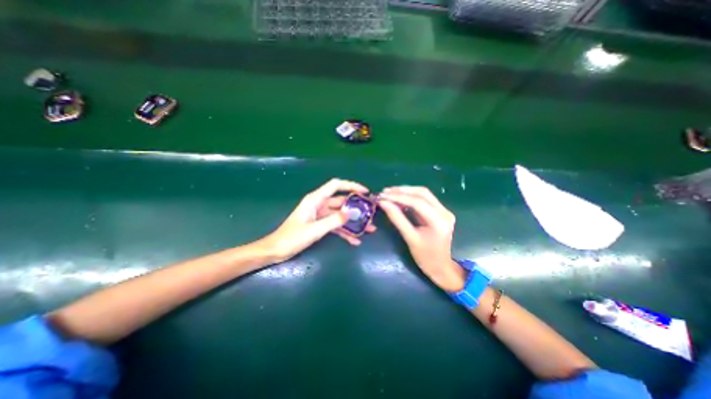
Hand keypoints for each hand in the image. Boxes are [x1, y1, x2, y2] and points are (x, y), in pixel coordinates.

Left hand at [260, 180, 377, 262]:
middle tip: (371, 214)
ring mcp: (321, 215)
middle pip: (342, 202)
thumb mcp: (315, 229)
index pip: (336, 185)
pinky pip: (336, 226)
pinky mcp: (320, 225)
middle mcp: (319, 204)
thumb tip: (352, 213)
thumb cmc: (292, 238)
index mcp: (315, 200)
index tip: (365, 192)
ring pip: (341, 215)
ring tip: (369, 229)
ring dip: (353, 222)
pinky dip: (345, 232)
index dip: (351, 186)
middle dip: (356, 208)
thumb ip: (334, 220)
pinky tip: (355, 240)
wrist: (276, 250)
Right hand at [377, 186, 467, 290]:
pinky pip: (424, 200)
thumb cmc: (425, 257)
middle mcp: (444, 212)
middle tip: (385, 192)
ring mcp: (444, 211)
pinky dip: (410, 198)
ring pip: (423, 194)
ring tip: (389, 193)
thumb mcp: (409, 238)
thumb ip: (397, 218)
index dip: (398, 197)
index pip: (417, 202)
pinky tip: (399, 199)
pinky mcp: (440, 212)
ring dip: (406, 192)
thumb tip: (383, 203)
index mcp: (439, 221)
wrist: (441, 267)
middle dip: (402, 191)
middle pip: (422, 193)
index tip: (383, 196)